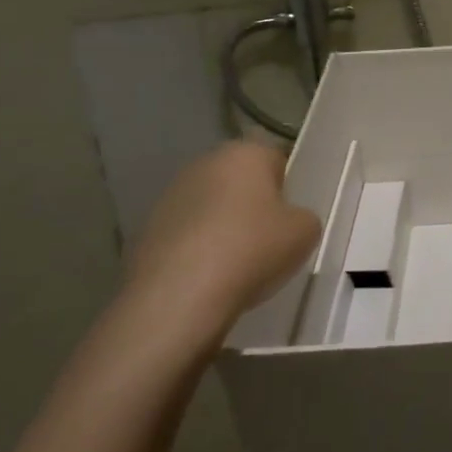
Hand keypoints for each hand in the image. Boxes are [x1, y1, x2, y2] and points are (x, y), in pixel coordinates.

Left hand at [124, 142, 322, 347]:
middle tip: (269, 239)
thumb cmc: (252, 249)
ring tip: (237, 265)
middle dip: (253, 205)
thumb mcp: (306, 231)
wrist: (178, 298)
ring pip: (210, 208)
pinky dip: (198, 251)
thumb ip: (303, 216)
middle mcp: (204, 164)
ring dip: (223, 227)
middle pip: (240, 182)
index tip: (291, 218)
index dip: (288, 189)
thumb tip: (289, 221)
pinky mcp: (145, 232)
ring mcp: (168, 197)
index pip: (276, 160)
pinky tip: (209, 279)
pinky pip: (186, 236)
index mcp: (244, 153)